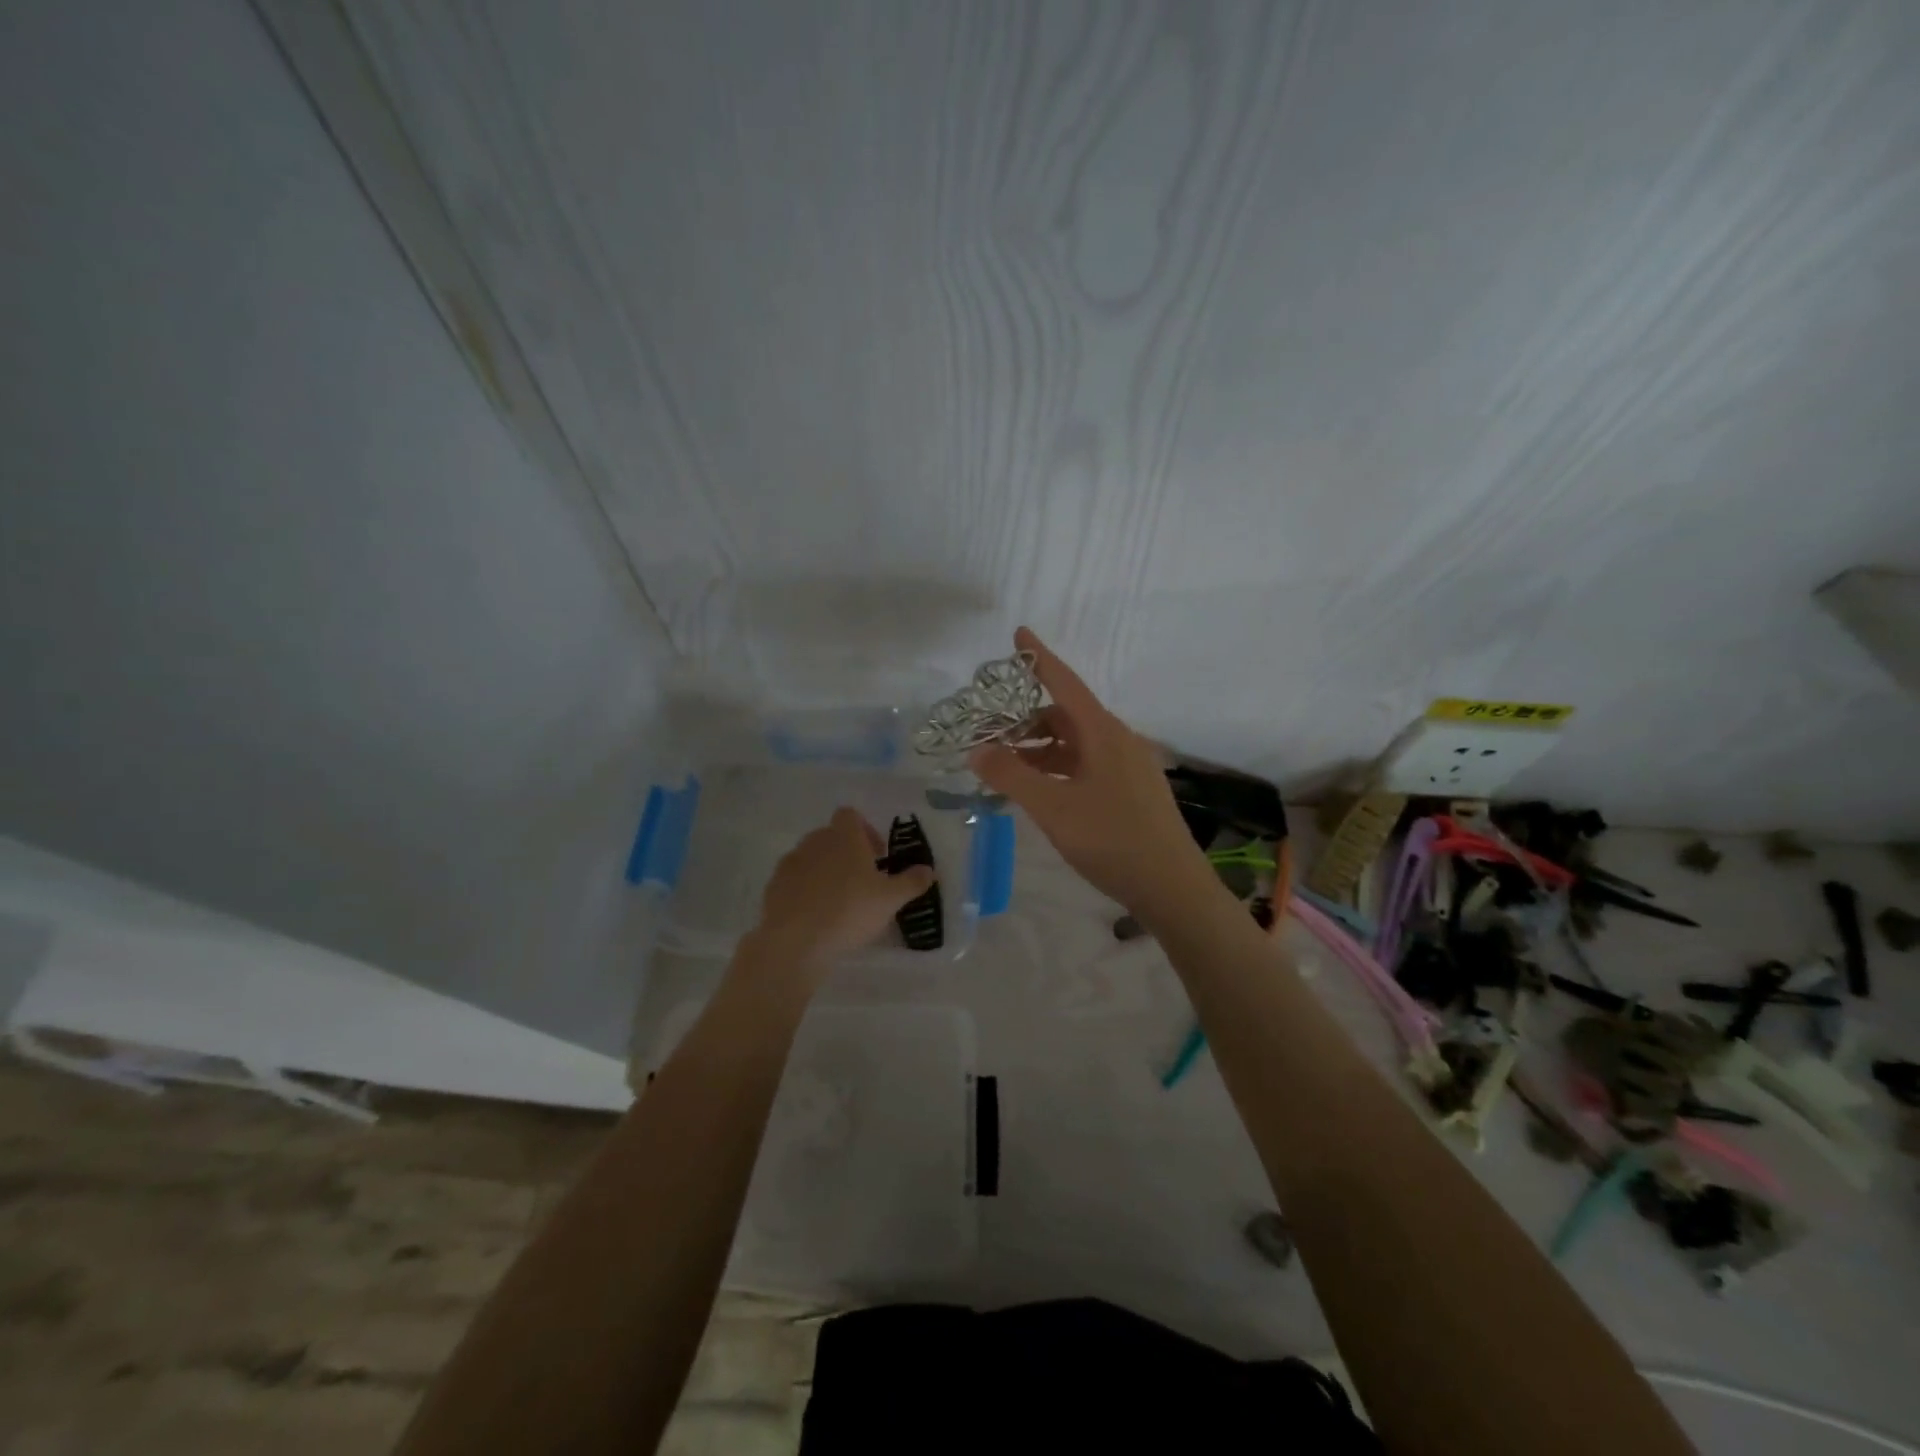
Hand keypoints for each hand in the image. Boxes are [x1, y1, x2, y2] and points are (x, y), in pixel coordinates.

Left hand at [745, 807, 935, 980]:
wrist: (795, 942)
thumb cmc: (849, 911)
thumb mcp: (890, 899)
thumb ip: (911, 882)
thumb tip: (929, 870)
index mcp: (843, 836)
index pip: (851, 815)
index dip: (866, 831)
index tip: (877, 857)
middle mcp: (814, 841)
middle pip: (832, 836)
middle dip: (847, 853)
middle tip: (863, 882)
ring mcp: (790, 862)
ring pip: (812, 858)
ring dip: (825, 871)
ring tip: (838, 901)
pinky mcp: (773, 886)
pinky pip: (794, 880)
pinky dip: (805, 890)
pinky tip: (815, 916)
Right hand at [970, 627, 1209, 916]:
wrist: (1171, 887)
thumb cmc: (1111, 839)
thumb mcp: (1052, 808)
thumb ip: (1012, 776)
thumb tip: (977, 750)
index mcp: (1103, 733)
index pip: (1065, 682)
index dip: (1039, 658)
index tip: (1019, 633)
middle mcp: (1118, 740)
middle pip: (1067, 715)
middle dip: (1027, 719)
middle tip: (991, 732)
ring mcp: (1128, 766)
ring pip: (1076, 744)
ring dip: (1041, 749)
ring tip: (1007, 766)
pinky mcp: (1131, 790)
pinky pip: (1087, 764)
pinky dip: (1059, 768)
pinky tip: (1040, 790)